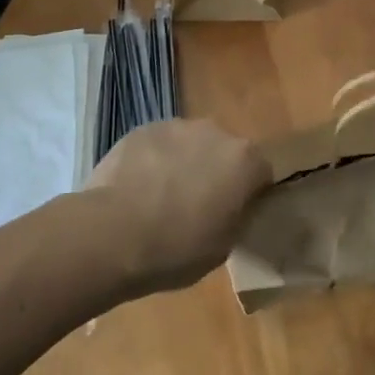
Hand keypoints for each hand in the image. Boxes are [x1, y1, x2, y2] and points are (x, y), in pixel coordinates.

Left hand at [85, 119, 271, 292]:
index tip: (235, 215)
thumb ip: (237, 218)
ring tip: (161, 199)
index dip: (250, 194)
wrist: (112, 233)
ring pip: (190, 145)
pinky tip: (137, 189)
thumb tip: (234, 208)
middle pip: (225, 151)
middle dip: (216, 173)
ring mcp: (177, 126)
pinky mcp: (143, 128)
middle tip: (198, 207)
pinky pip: (159, 145)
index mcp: (244, 161)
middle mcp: (216, 132)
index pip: (261, 172)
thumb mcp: (223, 248)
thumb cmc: (176, 249)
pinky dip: (154, 161)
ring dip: (185, 164)